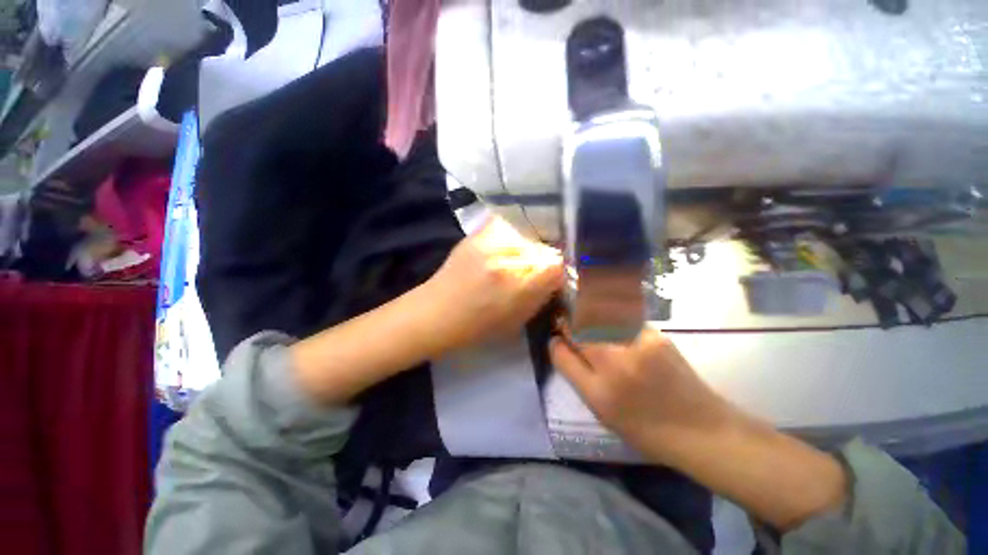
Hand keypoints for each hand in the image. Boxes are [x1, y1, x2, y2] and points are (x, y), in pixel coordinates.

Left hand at [426, 216, 564, 351]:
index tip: (548, 280)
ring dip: (526, 248)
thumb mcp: (518, 319)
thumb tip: (553, 278)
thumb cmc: (478, 325)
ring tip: (513, 260)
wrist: (438, 311)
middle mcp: (511, 256)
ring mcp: (493, 240)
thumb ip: (541, 296)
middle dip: (541, 260)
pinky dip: (509, 235)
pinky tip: (501, 249)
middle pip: (543, 247)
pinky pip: (506, 226)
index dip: (555, 273)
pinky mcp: (478, 233)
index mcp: (522, 283)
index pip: (557, 264)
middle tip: (529, 271)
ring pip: (526, 236)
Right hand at [552, 329, 848, 529]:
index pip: (566, 342)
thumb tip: (556, 341)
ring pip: (601, 313)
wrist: (701, 429)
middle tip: (569, 321)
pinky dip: (610, 313)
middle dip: (572, 317)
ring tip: (586, 315)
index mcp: (600, 379)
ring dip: (589, 310)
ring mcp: (639, 339)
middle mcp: (618, 353)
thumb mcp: (598, 405)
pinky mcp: (656, 333)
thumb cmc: (642, 424)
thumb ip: (571, 369)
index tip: (558, 331)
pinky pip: (622, 316)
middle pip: (582, 320)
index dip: (559, 333)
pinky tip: (611, 321)